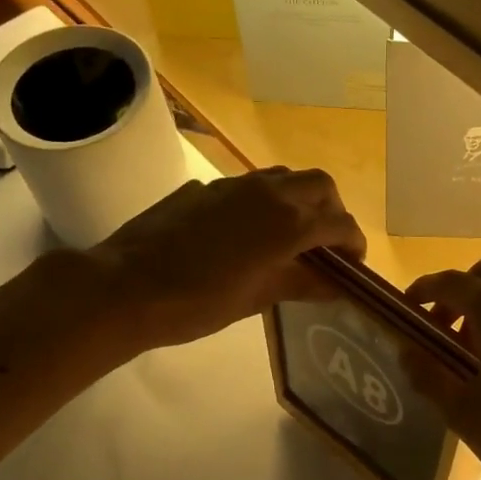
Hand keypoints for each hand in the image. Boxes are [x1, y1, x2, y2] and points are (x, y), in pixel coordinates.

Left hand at [91, 168, 366, 349]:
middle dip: (332, 211)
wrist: (127, 286)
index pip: (340, 224)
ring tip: (289, 236)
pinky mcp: (205, 187)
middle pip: (319, 186)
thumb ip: (300, 284)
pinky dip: (263, 203)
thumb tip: (335, 284)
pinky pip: (249, 186)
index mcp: (287, 223)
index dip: (353, 243)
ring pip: (284, 178)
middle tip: (325, 244)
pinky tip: (243, 234)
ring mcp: (234, 185)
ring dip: (298, 200)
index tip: (353, 264)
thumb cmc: (197, 302)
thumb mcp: (255, 299)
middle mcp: (268, 193)